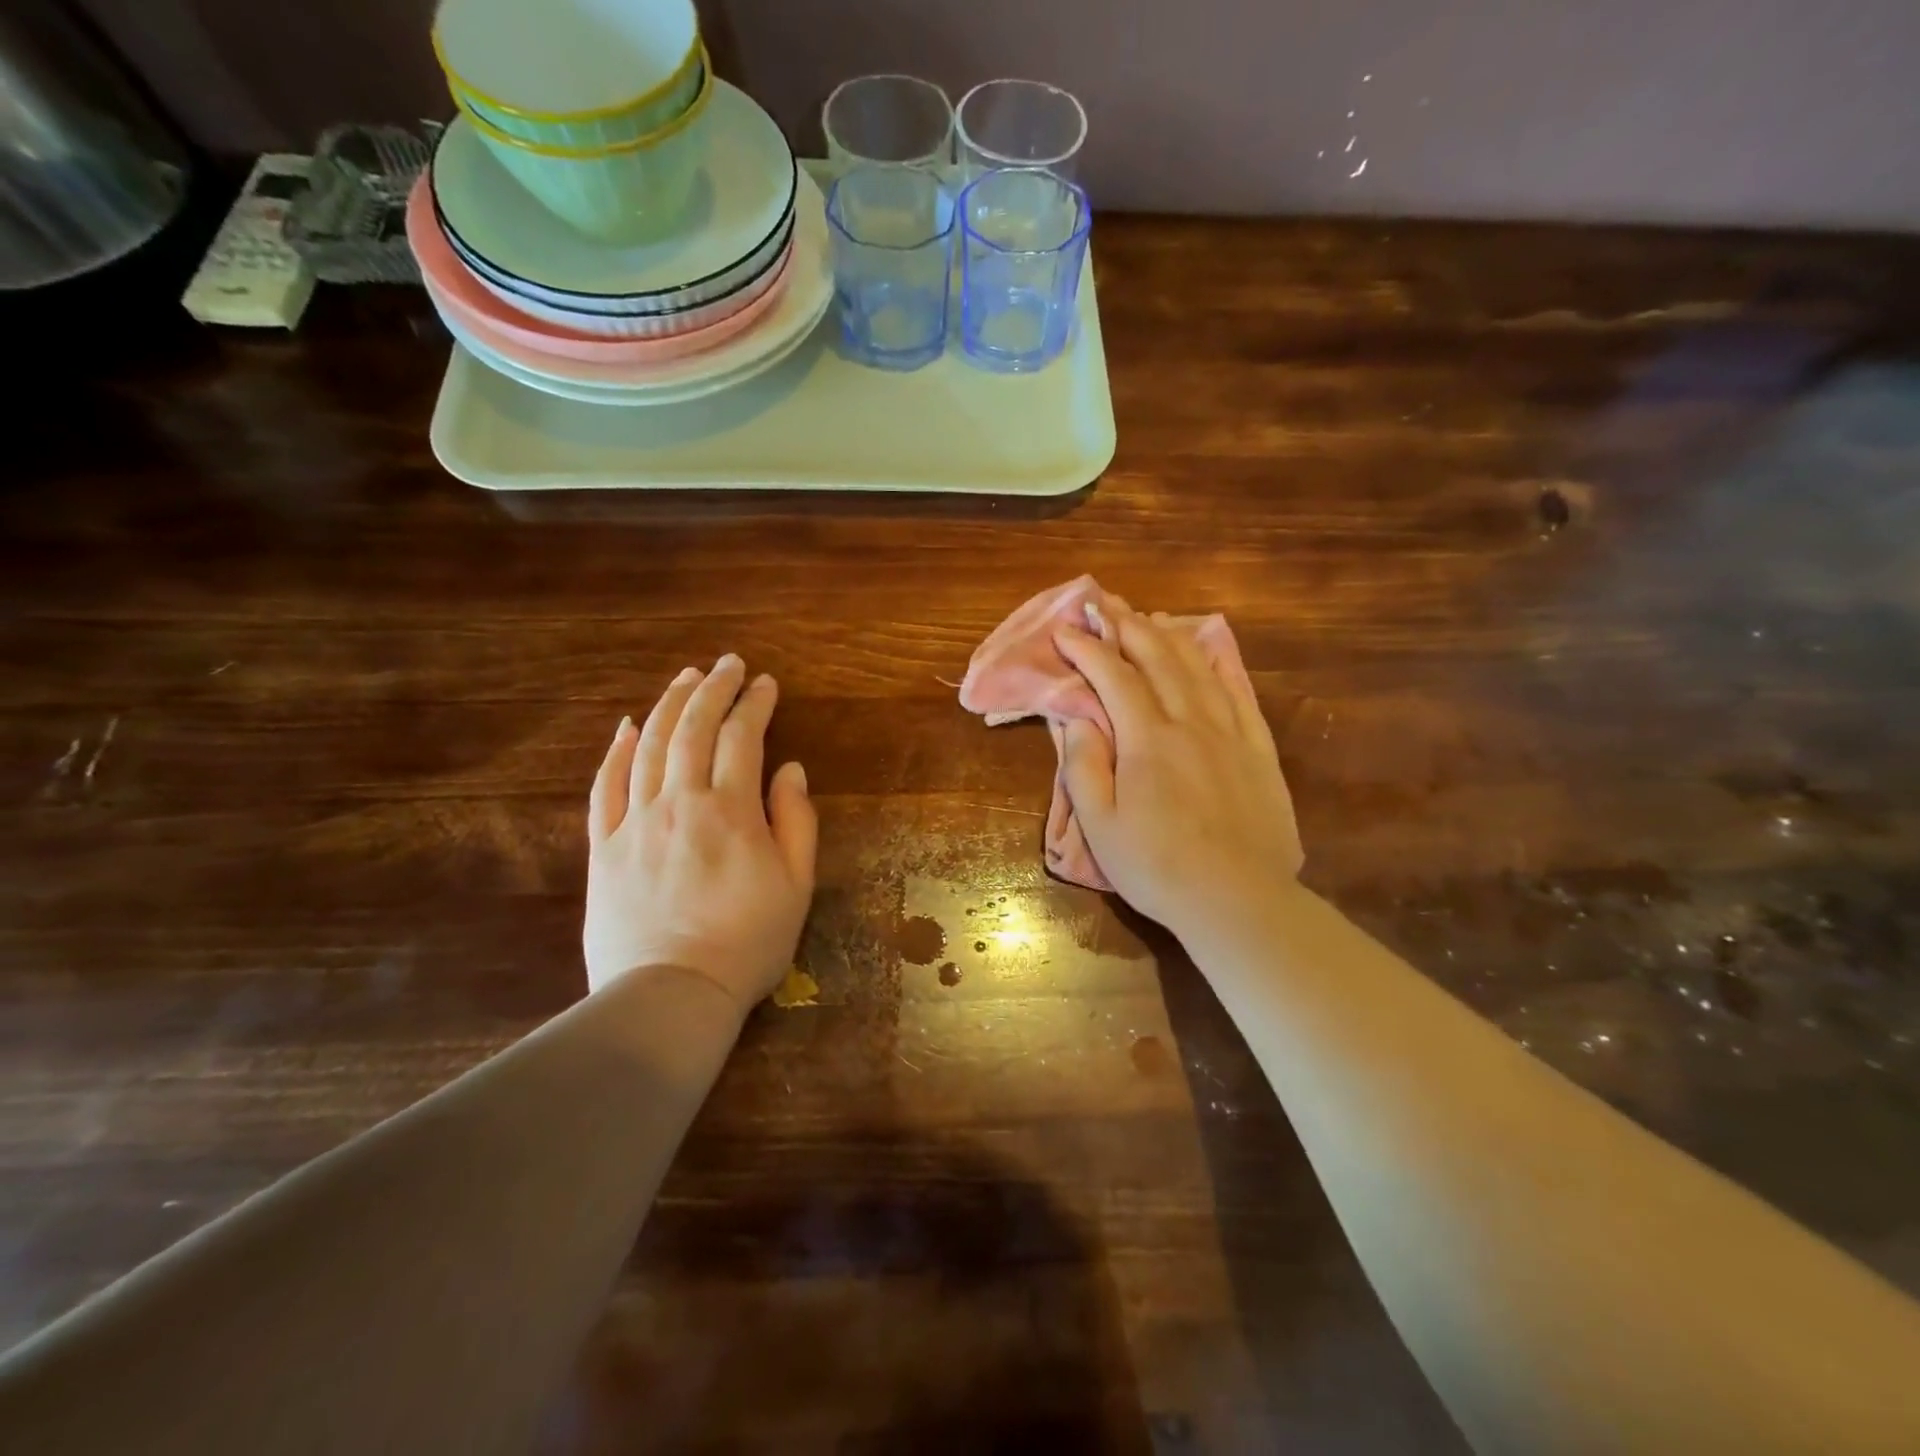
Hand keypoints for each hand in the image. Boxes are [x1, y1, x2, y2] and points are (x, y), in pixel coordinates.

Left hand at [584, 655, 816, 1008]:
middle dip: (712, 689)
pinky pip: (605, 788)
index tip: (766, 683)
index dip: (755, 704)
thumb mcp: (796, 885)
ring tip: (685, 678)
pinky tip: (625, 727)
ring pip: (648, 747)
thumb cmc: (747, 943)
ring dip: (667, 706)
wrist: (670, 995)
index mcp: (731, 811)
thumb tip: (790, 769)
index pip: (742, 738)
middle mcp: (680, 802)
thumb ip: (796, 821)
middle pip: (692, 729)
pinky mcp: (604, 848)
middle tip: (727, 664)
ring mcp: (636, 822)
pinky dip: (615, 752)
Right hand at [1054, 603, 1301, 944]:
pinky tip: (1208, 648)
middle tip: (1102, 603)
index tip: (1064, 629)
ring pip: (1196, 667)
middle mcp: (1190, 721)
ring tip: (1145, 617)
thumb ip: (1084, 766)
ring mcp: (1230, 731)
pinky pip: (1238, 691)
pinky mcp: (1257, 748)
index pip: (1113, 677)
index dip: (1086, 648)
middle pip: (1157, 658)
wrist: (1238, 899)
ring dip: (1167, 636)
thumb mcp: (1101, 825)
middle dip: (1125, 626)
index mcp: (1147, 739)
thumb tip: (1078, 717)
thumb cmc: (1157, 867)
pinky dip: (1218, 662)